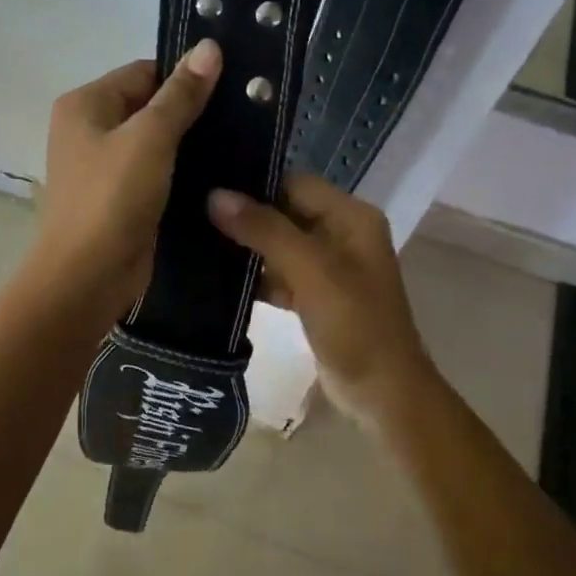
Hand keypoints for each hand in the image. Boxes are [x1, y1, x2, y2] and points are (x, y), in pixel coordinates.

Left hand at [31, 41, 221, 323]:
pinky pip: (156, 172)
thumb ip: (180, 94)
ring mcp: (103, 166)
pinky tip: (220, 173)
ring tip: (241, 141)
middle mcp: (89, 129)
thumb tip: (209, 46)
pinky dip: (182, 171)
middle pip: (149, 105)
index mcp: (85, 103)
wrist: (87, 277)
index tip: (233, 85)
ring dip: (190, 143)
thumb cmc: (112, 199)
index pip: (144, 72)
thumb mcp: (150, 139)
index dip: (186, 77)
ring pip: (156, 142)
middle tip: (244, 114)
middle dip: (191, 111)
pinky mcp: (121, 197)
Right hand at [208, 175, 433, 422]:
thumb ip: (264, 230)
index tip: (207, 187)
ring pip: (279, 244)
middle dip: (245, 216)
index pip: (294, 183)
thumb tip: (215, 195)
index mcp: (351, 217)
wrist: (383, 393)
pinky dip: (257, 277)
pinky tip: (219, 280)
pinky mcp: (316, 295)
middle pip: (285, 211)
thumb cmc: (354, 325)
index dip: (254, 184)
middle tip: (193, 215)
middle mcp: (342, 233)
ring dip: (247, 247)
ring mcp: (330, 267)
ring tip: (197, 241)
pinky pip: (281, 274)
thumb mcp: (310, 271)